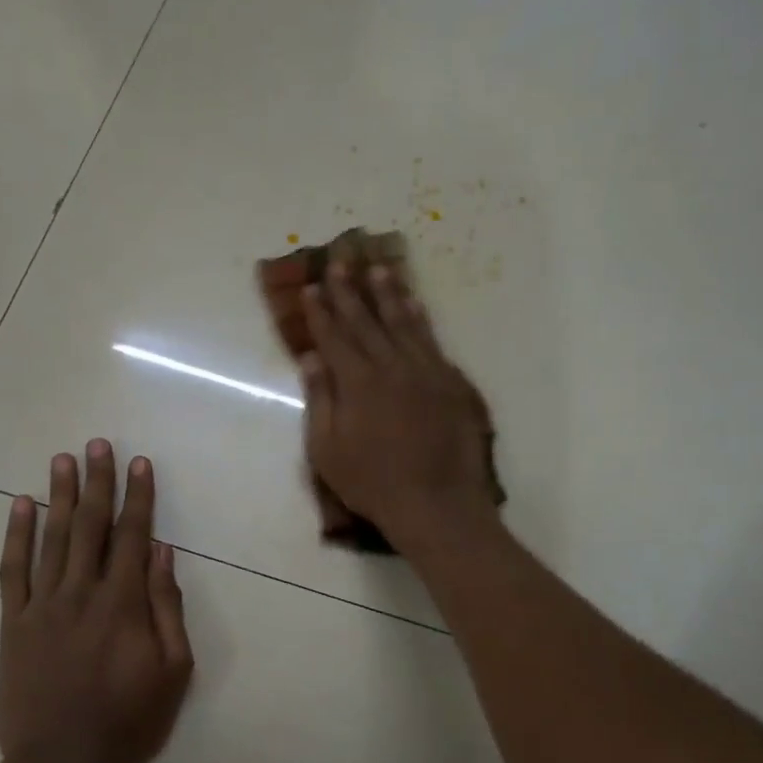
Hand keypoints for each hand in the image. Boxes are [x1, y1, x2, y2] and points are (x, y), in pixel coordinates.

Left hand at [0, 441, 193, 762]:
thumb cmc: (128, 721)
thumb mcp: (173, 671)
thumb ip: (168, 608)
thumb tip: (164, 554)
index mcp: (123, 604)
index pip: (134, 536)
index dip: (138, 497)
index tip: (139, 464)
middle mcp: (81, 593)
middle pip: (91, 526)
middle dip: (97, 482)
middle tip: (97, 444)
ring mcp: (42, 606)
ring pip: (51, 538)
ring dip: (59, 495)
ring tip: (62, 459)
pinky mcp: (14, 624)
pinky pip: (12, 571)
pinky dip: (16, 535)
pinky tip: (20, 505)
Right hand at [300, 262, 499, 552]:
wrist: (437, 502)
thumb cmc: (373, 483)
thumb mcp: (328, 450)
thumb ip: (320, 400)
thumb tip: (311, 358)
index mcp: (357, 382)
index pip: (334, 336)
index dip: (321, 311)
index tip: (312, 286)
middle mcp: (391, 366)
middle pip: (367, 321)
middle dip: (350, 290)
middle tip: (341, 260)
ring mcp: (426, 371)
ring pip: (403, 322)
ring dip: (389, 294)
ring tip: (379, 268)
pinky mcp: (451, 382)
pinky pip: (432, 340)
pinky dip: (421, 319)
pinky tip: (415, 305)